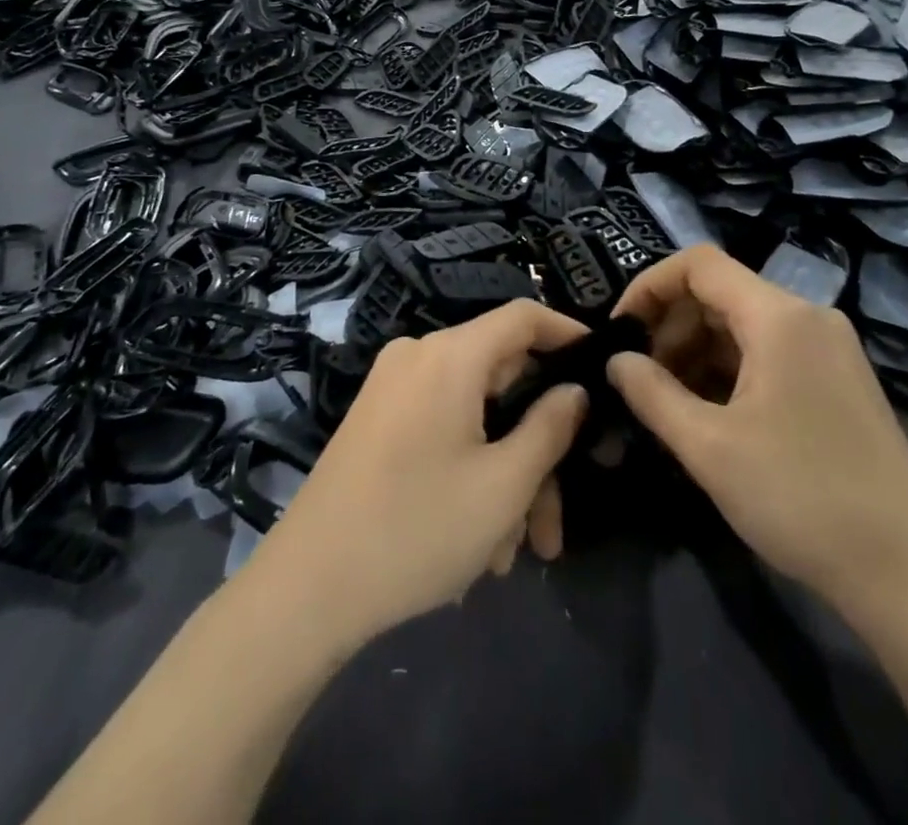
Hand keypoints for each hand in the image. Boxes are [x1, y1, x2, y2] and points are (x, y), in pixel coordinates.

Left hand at [247, 300, 589, 645]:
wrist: (304, 591)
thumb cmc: (416, 529)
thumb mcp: (503, 485)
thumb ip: (551, 428)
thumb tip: (574, 391)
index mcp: (449, 355)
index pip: (523, 316)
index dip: (568, 334)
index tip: (603, 370)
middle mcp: (419, 357)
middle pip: (502, 380)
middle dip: (536, 446)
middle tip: (554, 519)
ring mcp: (392, 389)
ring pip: (475, 416)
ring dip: (504, 475)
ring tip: (512, 552)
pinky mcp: (377, 421)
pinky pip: (442, 429)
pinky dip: (469, 470)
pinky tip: (477, 541)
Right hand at [608, 246, 907, 618]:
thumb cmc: (800, 498)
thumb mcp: (709, 447)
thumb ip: (651, 393)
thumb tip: (616, 361)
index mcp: (780, 316)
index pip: (699, 264)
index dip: (650, 286)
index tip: (620, 330)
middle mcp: (808, 317)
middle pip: (721, 293)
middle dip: (671, 326)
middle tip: (640, 376)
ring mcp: (829, 349)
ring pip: (744, 325)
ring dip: (697, 351)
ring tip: (668, 400)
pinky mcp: (838, 380)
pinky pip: (770, 353)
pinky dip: (730, 370)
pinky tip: (710, 413)